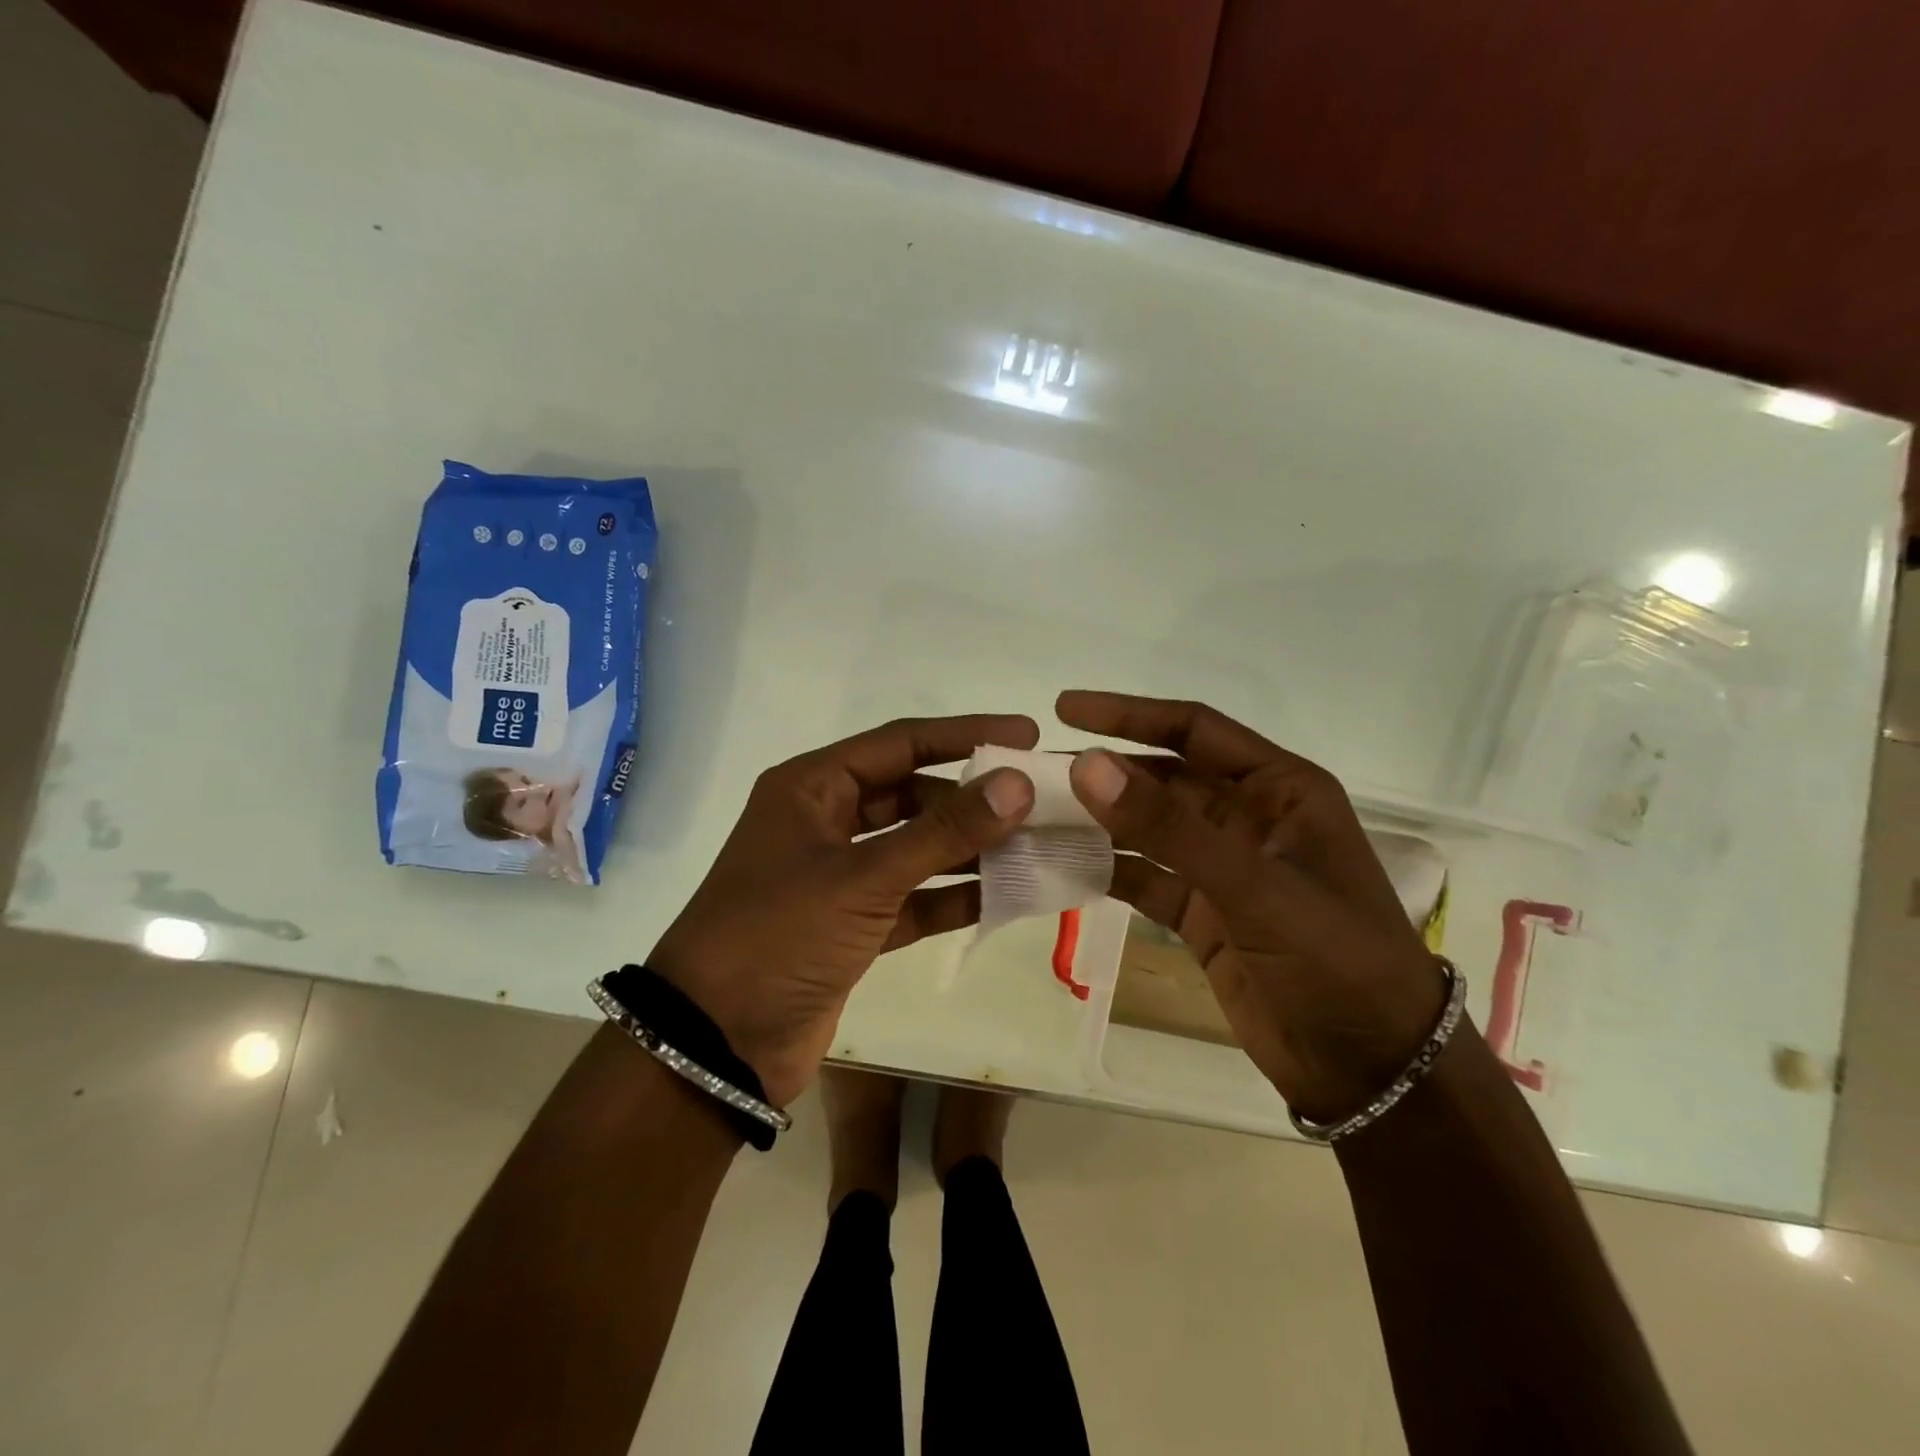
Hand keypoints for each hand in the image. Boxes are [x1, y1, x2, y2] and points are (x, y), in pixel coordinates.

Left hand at [649, 715, 1038, 1106]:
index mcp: (812, 788)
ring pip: (916, 847)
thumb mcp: (863, 877)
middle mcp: (826, 822)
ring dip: (969, 848)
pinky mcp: (853, 925)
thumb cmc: (778, 936)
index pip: (901, 742)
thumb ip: (943, 832)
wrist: (716, 1044)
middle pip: (912, 794)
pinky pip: (914, 897)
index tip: (1025, 735)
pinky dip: (953, 897)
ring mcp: (839, 876)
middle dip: (972, 798)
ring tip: (1035, 845)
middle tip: (1038, 800)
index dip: (965, 735)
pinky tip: (1005, 895)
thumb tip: (1017, 784)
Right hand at [1057, 691, 1444, 1122]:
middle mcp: (1249, 818)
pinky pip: (1145, 878)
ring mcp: (1224, 868)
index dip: (1130, 714)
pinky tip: (1063, 868)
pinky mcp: (1204, 914)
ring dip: (1098, 822)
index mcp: (1280, 789)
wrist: (1373, 1071)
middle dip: (1104, 773)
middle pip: (1163, 778)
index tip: (1064, 709)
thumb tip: (1086, 765)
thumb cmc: (1335, 960)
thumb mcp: (1254, 886)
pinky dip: (1108, 872)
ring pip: (1148, 830)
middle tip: (1032, 773)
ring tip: (1034, 817)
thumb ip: (1169, 827)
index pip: (1195, 730)